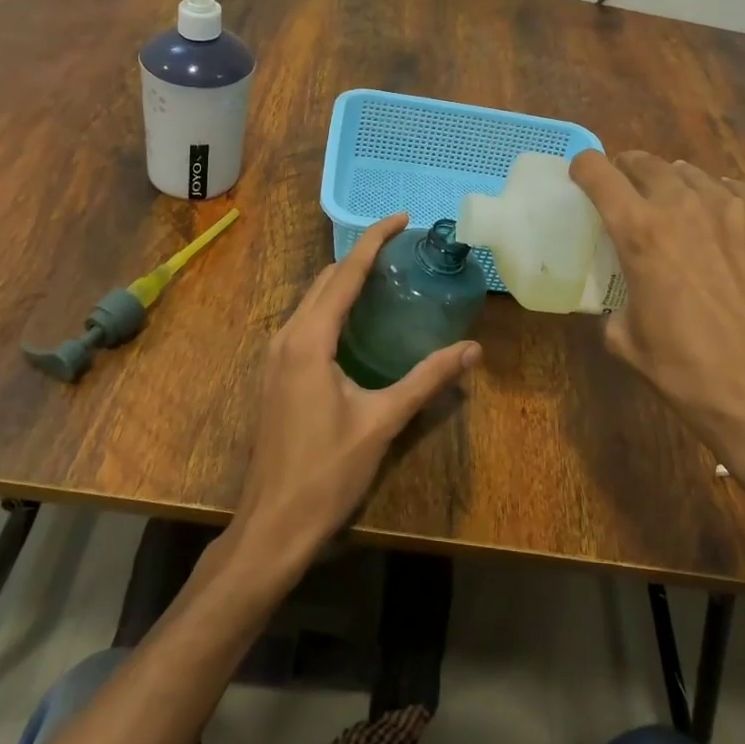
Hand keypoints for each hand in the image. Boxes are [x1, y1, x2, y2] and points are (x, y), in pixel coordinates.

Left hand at [233, 213, 480, 571]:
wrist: (272, 525)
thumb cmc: (327, 472)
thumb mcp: (383, 422)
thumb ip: (427, 380)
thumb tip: (472, 350)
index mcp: (310, 340)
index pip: (346, 273)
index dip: (374, 240)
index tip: (402, 217)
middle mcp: (287, 337)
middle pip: (326, 280)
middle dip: (361, 257)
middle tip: (403, 251)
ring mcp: (275, 356)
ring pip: (312, 300)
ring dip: (345, 281)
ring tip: (386, 278)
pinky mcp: (276, 374)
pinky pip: (305, 322)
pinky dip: (332, 307)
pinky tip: (358, 322)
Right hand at [569, 150, 744, 538]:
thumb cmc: (687, 372)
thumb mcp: (625, 338)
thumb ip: (615, 299)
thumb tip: (624, 292)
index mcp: (640, 231)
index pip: (598, 172)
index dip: (584, 169)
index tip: (582, 178)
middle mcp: (686, 206)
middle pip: (647, 163)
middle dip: (628, 171)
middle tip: (627, 192)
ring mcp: (737, 210)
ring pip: (695, 175)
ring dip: (676, 185)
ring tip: (677, 208)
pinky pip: (740, 194)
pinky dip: (723, 200)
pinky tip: (725, 225)